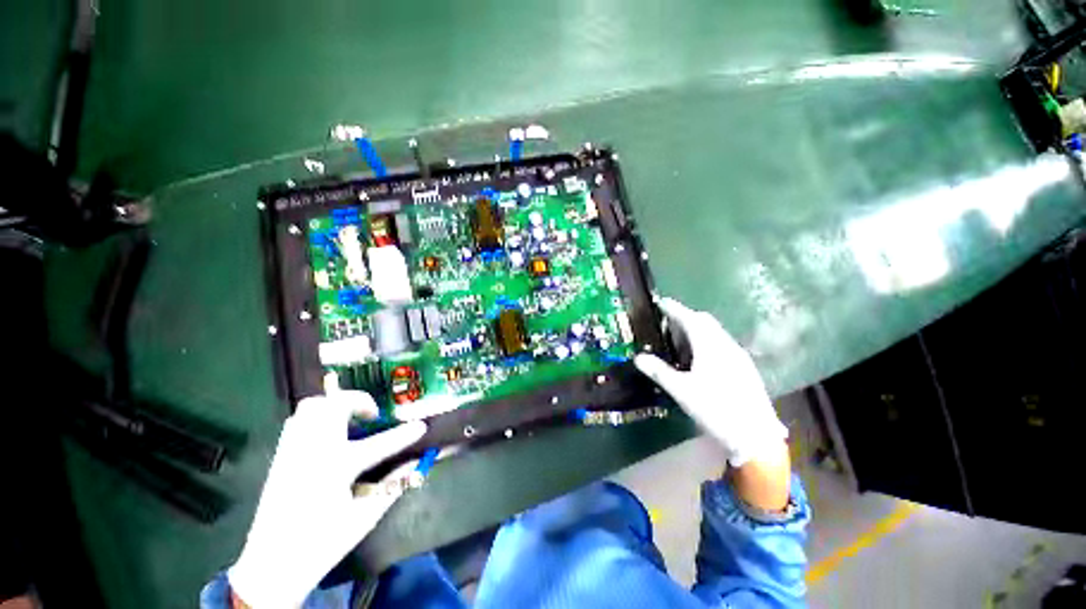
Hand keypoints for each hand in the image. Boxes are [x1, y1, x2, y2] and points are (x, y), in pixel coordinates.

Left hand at [228, 392, 425, 608]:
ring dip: (335, 405)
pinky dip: (316, 417)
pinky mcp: (281, 456)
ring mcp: (294, 450)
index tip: (422, 426)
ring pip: (312, 406)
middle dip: (360, 401)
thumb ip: (393, 487)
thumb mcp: (364, 518)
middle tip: (373, 415)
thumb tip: (417, 465)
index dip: (406, 433)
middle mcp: (314, 450)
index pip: (381, 443)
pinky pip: (298, 420)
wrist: (271, 564)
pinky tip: (327, 434)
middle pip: (336, 405)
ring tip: (350, 419)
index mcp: (337, 467)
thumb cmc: (322, 542)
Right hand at [635, 298, 787, 468]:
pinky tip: (702, 357)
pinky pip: (722, 343)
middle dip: (686, 316)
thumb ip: (659, 371)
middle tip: (669, 321)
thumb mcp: (681, 391)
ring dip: (698, 328)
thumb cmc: (715, 410)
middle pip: (705, 321)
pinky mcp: (745, 367)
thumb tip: (638, 358)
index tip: (662, 302)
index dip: (675, 308)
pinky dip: (708, 340)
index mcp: (710, 347)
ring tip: (681, 339)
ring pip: (716, 332)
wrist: (756, 436)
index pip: (690, 319)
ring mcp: (739, 356)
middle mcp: (726, 345)